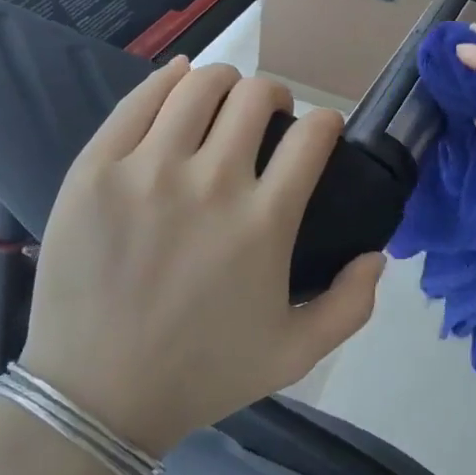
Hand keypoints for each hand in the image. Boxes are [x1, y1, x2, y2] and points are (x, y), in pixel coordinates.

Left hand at [19, 58, 383, 453]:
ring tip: (221, 100)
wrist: (96, 396)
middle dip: (274, 96)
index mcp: (264, 221)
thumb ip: (351, 305)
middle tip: (266, 117)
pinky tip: (178, 82)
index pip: (312, 135)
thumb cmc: (200, 374)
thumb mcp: (294, 355)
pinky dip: (168, 78)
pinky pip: (140, 98)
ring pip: (200, 84)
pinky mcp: (98, 167)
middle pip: (256, 96)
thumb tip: (378, 254)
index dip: (325, 122)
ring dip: (224, 82)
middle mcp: (211, 182)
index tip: (317, 132)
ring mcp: (148, 169)